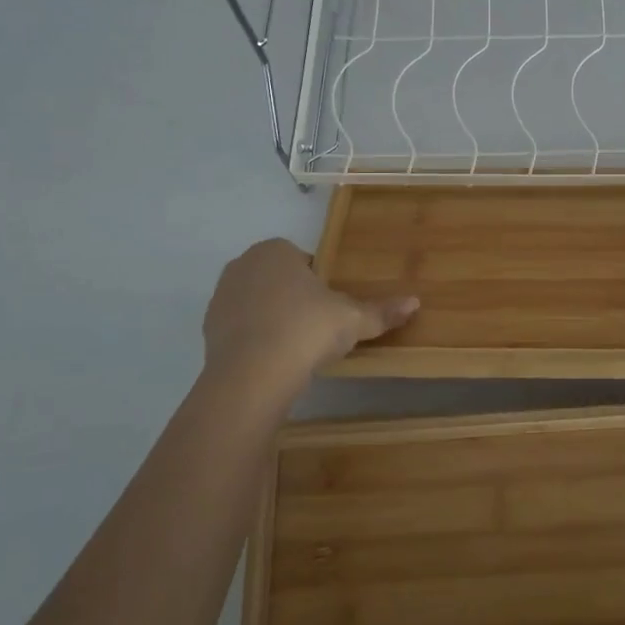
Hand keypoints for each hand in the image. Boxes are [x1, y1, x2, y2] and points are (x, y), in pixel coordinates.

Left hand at [203, 238, 417, 380]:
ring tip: (295, 348)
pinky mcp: (208, 329)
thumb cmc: (307, 330)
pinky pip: (240, 328)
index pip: (304, 261)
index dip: (320, 284)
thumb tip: (416, 302)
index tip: (331, 309)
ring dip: (273, 318)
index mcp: (276, 250)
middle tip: (317, 328)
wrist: (252, 374)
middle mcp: (243, 264)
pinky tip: (272, 360)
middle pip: (279, 279)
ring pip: (257, 302)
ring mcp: (221, 296)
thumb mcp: (353, 320)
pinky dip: (254, 339)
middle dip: (295, 299)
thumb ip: (382, 311)